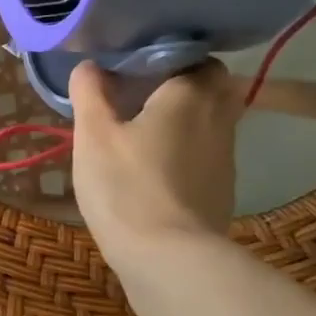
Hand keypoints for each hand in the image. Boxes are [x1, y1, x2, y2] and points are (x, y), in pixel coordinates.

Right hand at [69, 60, 242, 263]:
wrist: (168, 260)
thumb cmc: (126, 186)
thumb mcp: (93, 135)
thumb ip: (90, 93)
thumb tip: (90, 65)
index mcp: (191, 95)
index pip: (198, 57)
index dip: (169, 56)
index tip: (136, 65)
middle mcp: (219, 119)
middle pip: (213, 88)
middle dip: (184, 84)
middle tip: (141, 92)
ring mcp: (225, 158)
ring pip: (212, 121)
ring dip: (185, 118)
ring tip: (142, 127)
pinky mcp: (221, 190)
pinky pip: (206, 153)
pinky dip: (186, 149)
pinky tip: (154, 165)